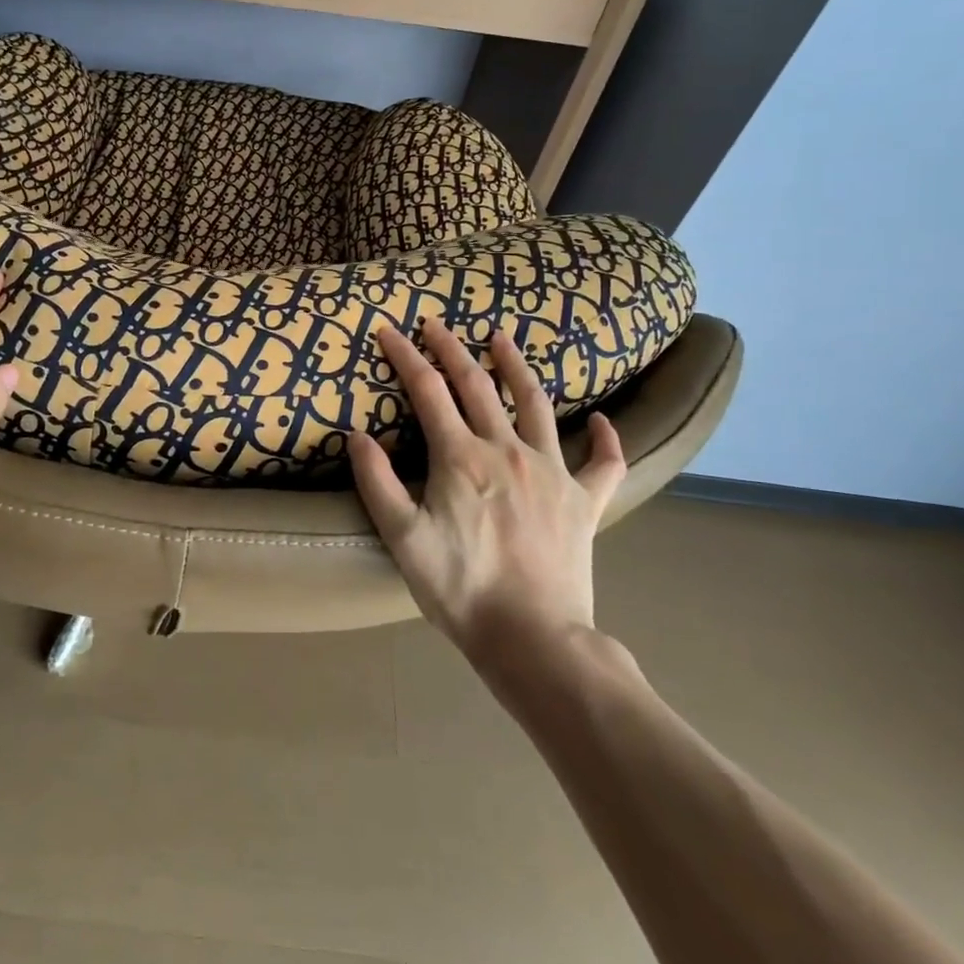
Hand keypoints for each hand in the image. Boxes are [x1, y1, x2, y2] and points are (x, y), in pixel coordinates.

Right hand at [348, 317, 625, 655]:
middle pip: (476, 384)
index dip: (405, 357)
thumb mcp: (402, 539)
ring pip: (535, 403)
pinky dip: (606, 438)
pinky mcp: (584, 500)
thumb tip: (357, 434)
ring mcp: (553, 471)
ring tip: (502, 338)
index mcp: (461, 457)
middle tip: (434, 323)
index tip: (388, 330)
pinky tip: (604, 421)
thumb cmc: (460, 589)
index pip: (427, 391)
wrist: (533, 640)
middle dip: (451, 348)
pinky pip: (604, 462)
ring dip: (515, 366)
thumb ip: (376, 482)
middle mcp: (507, 450)